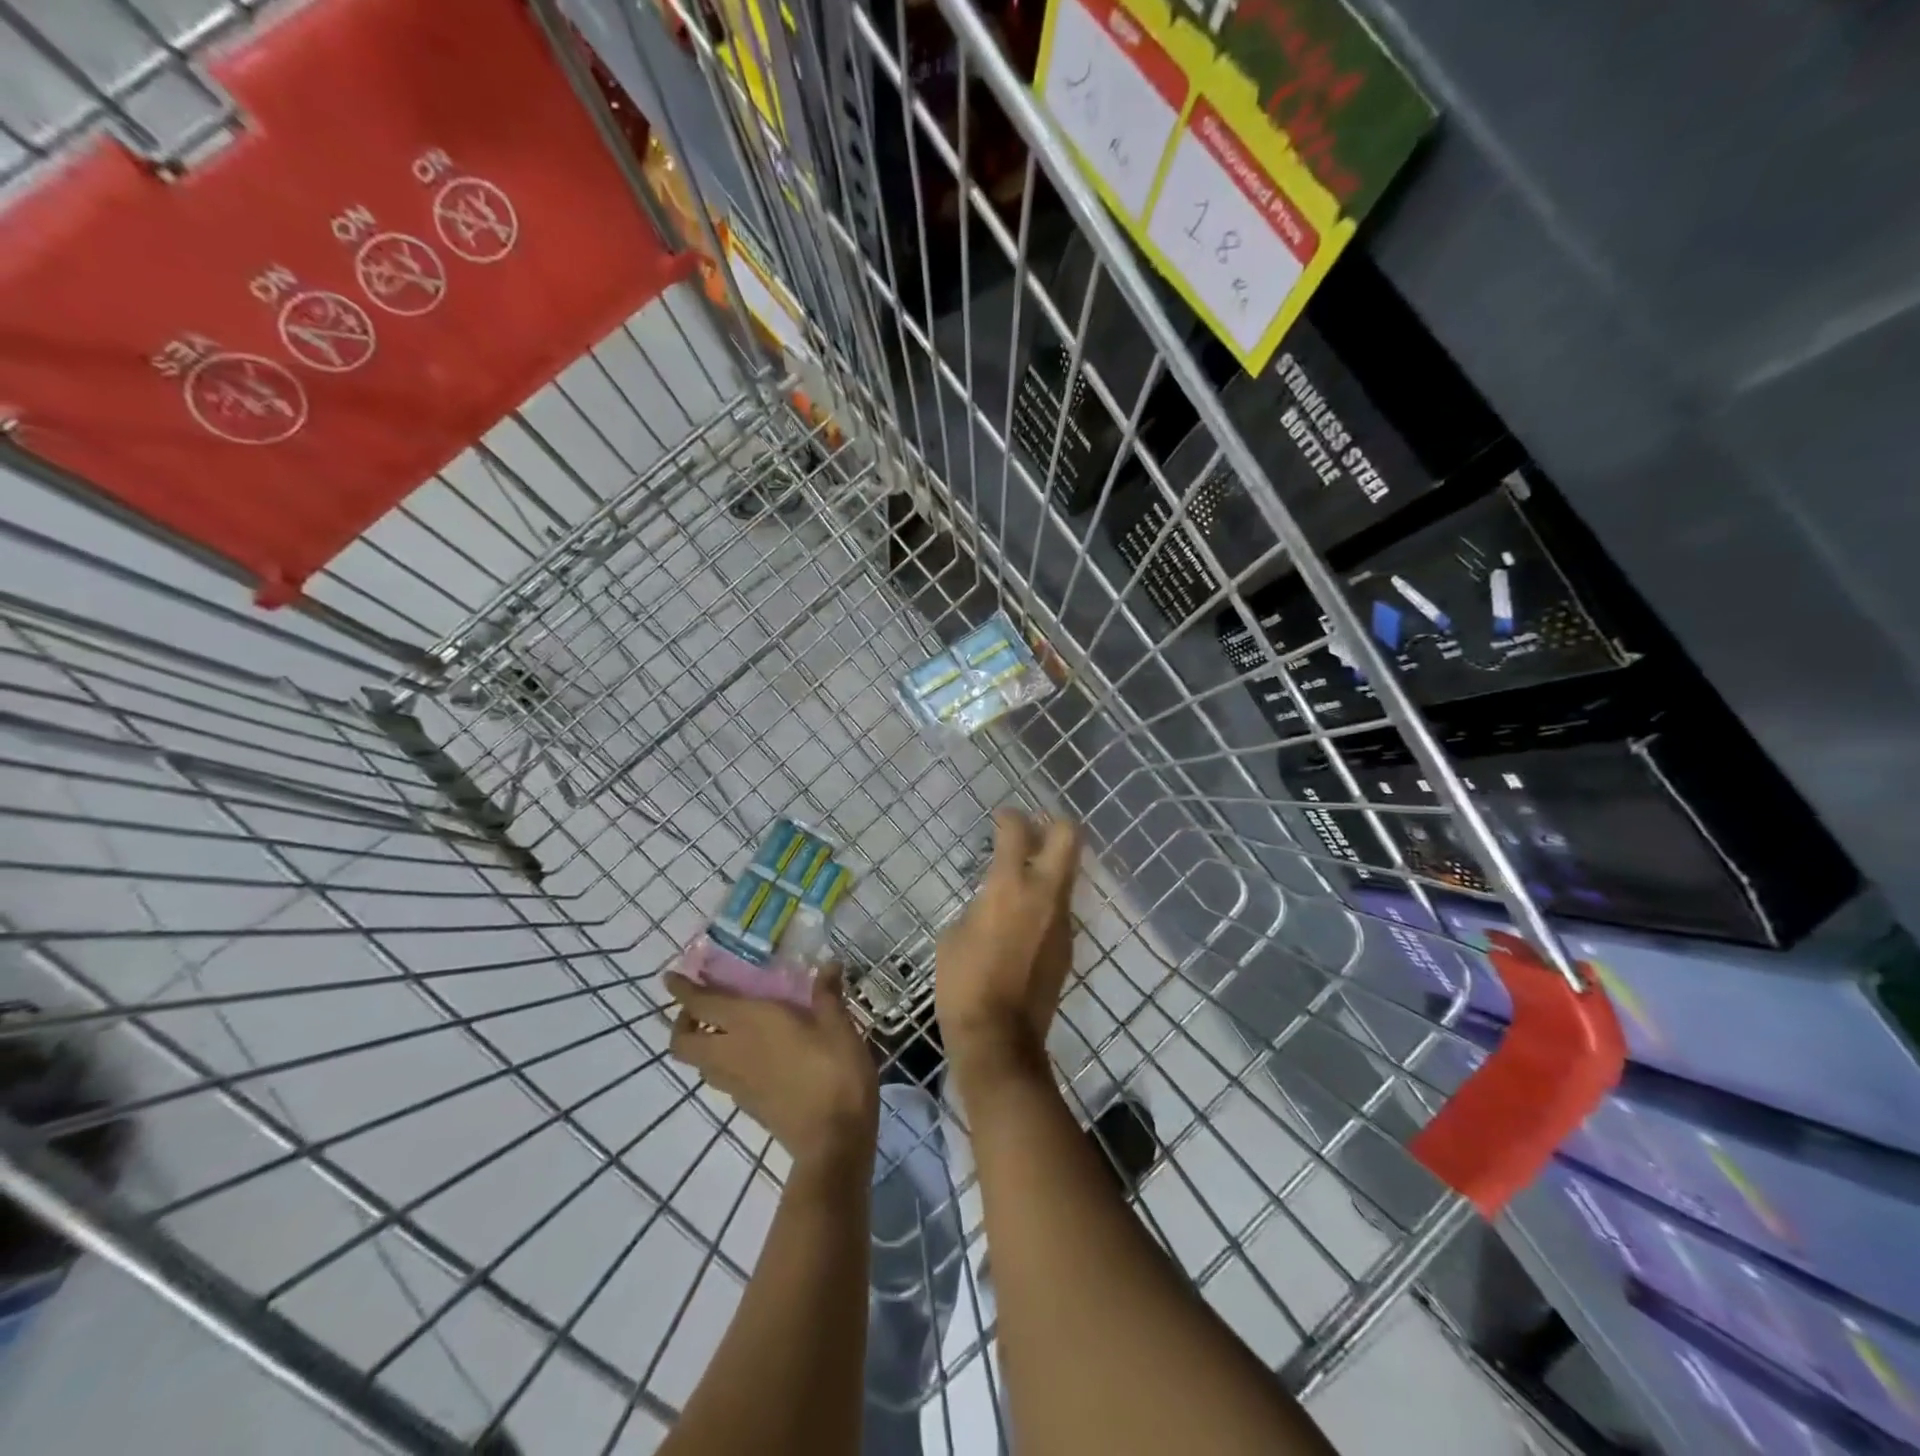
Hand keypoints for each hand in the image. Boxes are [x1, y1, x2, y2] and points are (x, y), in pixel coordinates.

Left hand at [666, 969, 878, 1170]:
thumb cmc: (835, 1072)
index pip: (702, 1004)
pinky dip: (724, 1063)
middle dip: (683, 1022)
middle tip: (703, 1007)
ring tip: (727, 1030)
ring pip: (699, 1063)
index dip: (682, 989)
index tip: (670, 977)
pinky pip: (721, 1079)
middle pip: (683, 1042)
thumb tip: (828, 965)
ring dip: (702, 1044)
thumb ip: (826, 994)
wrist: (833, 1140)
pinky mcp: (747, 1106)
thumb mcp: (838, 1025)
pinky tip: (753, 1056)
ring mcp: (736, 1084)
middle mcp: (732, 1052)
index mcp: (750, 1023)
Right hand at [937, 809, 1080, 1081]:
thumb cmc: (963, 982)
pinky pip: (1061, 908)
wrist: (999, 1038)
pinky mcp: (1068, 946)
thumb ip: (980, 904)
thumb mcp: (954, 934)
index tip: (1002, 818)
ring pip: (1068, 873)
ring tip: (1024, 877)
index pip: (1018, 830)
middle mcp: (1045, 894)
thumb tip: (992, 899)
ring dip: (1050, 866)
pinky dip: (1047, 901)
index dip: (1010, 817)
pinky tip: (1025, 919)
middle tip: (1032, 831)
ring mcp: (1062, 920)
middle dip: (1053, 823)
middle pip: (1068, 836)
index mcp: (1010, 886)